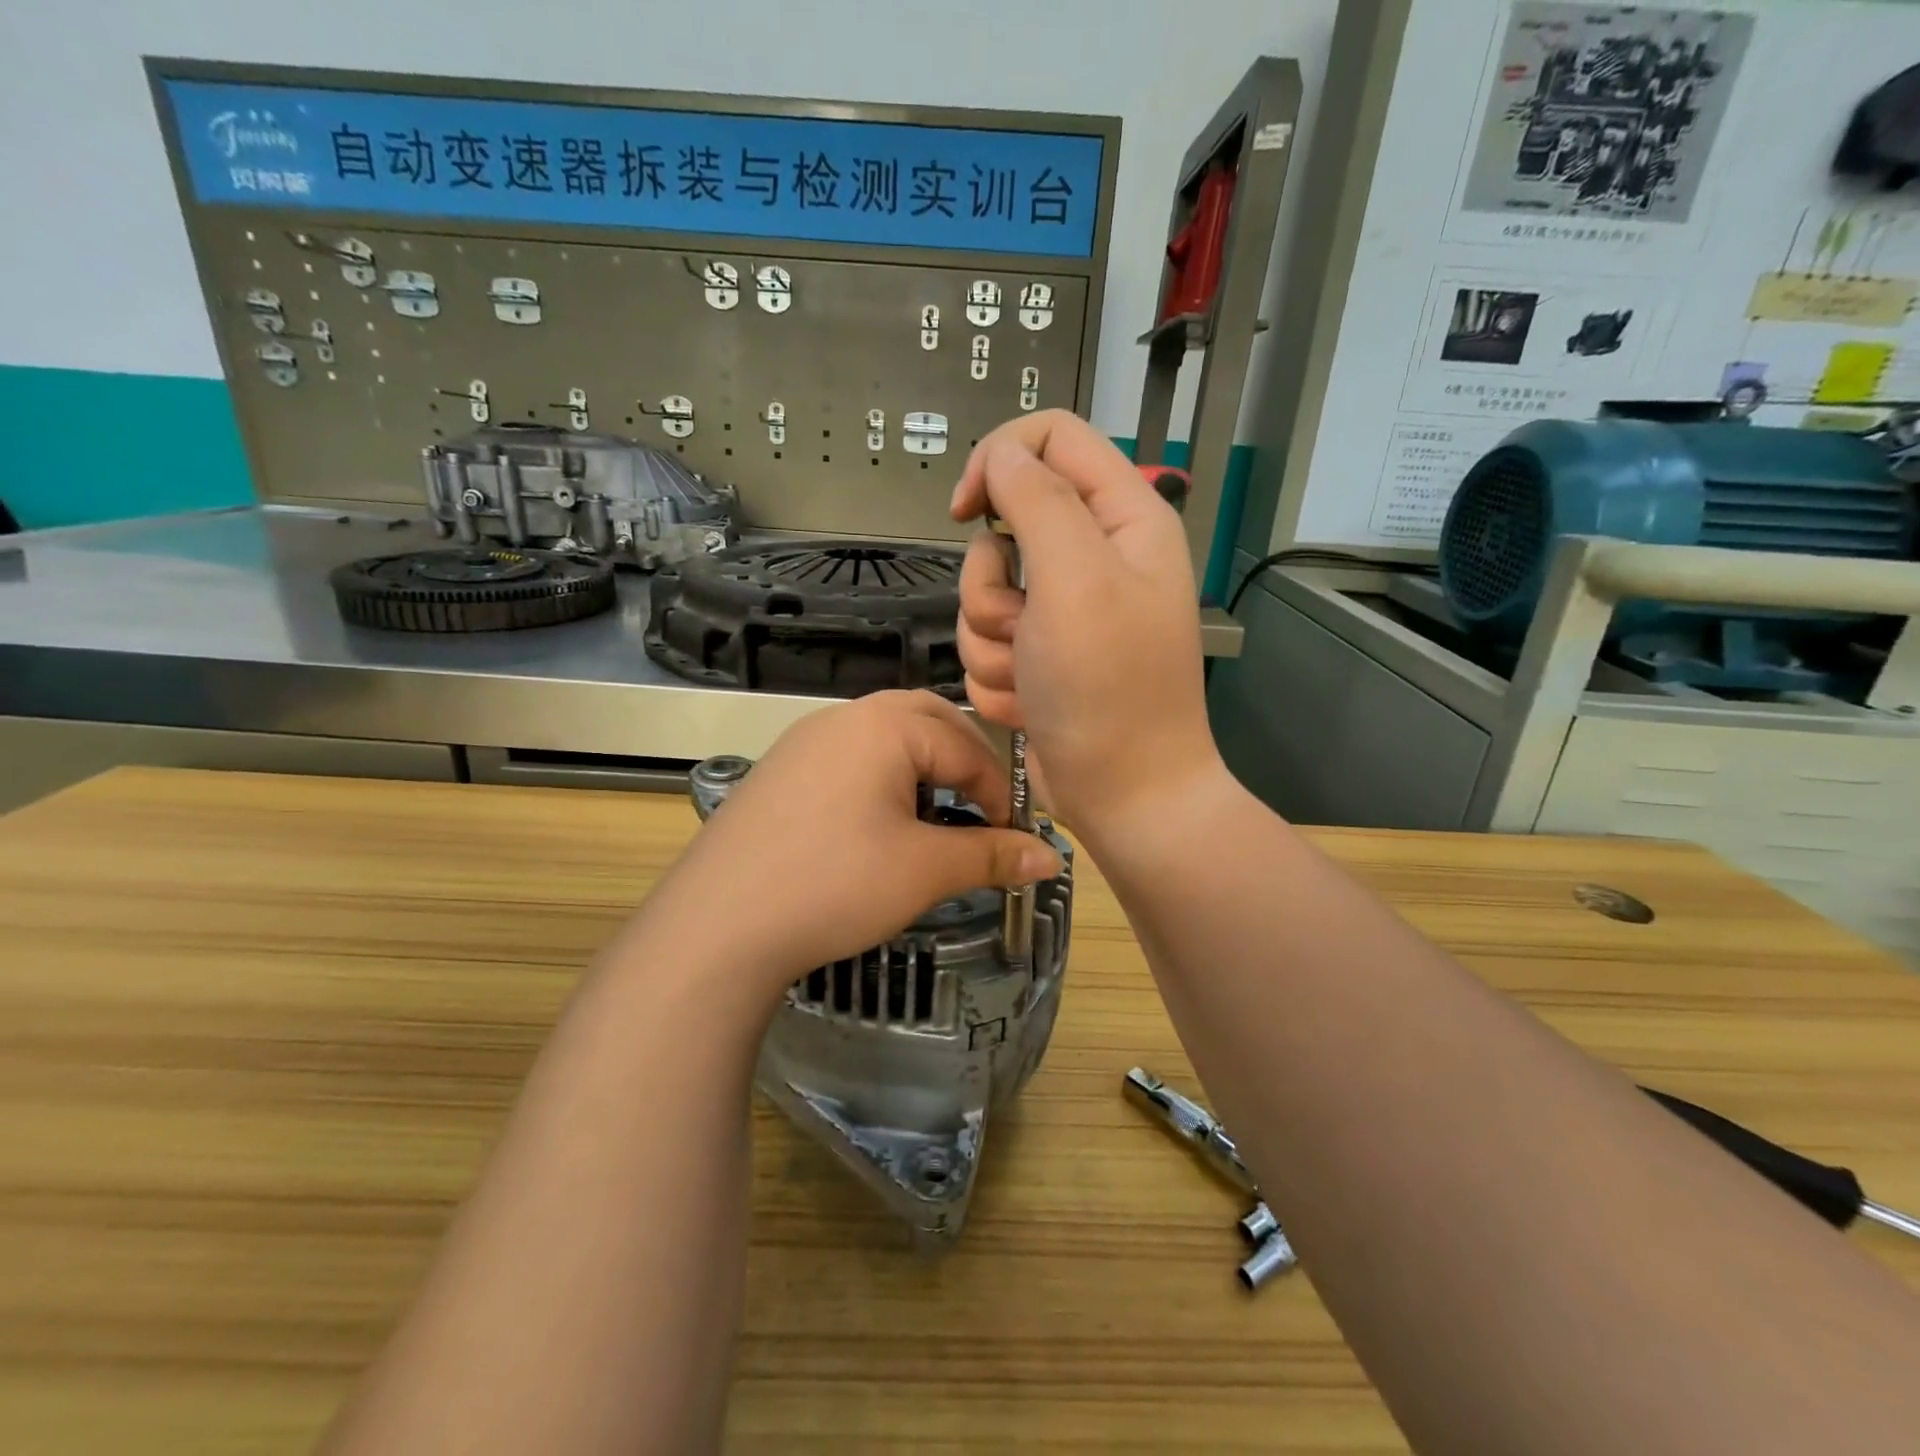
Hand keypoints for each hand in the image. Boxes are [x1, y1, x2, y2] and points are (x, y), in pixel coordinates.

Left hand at [633, 691, 1061, 1007]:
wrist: (717, 925)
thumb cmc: (835, 884)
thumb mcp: (925, 870)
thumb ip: (992, 856)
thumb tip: (1051, 859)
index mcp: (885, 724)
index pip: (965, 747)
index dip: (999, 794)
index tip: (1014, 840)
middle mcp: (843, 717)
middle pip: (926, 720)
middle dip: (963, 762)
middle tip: (981, 810)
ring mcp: (804, 741)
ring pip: (884, 737)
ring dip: (922, 768)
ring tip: (935, 817)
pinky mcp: (780, 772)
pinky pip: (848, 758)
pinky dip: (881, 778)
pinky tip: (878, 826)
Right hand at [950, 410, 1224, 841]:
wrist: (1123, 794)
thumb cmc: (1109, 687)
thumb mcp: (1077, 579)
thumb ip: (1037, 501)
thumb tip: (1000, 456)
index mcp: (1123, 518)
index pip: (1052, 439)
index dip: (1000, 460)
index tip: (965, 509)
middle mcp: (1093, 558)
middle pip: (1002, 530)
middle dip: (994, 588)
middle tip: (1026, 628)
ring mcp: (1062, 614)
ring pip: (982, 596)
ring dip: (994, 644)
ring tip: (1032, 679)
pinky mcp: (1038, 658)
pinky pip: (986, 646)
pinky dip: (999, 679)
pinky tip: (1032, 705)